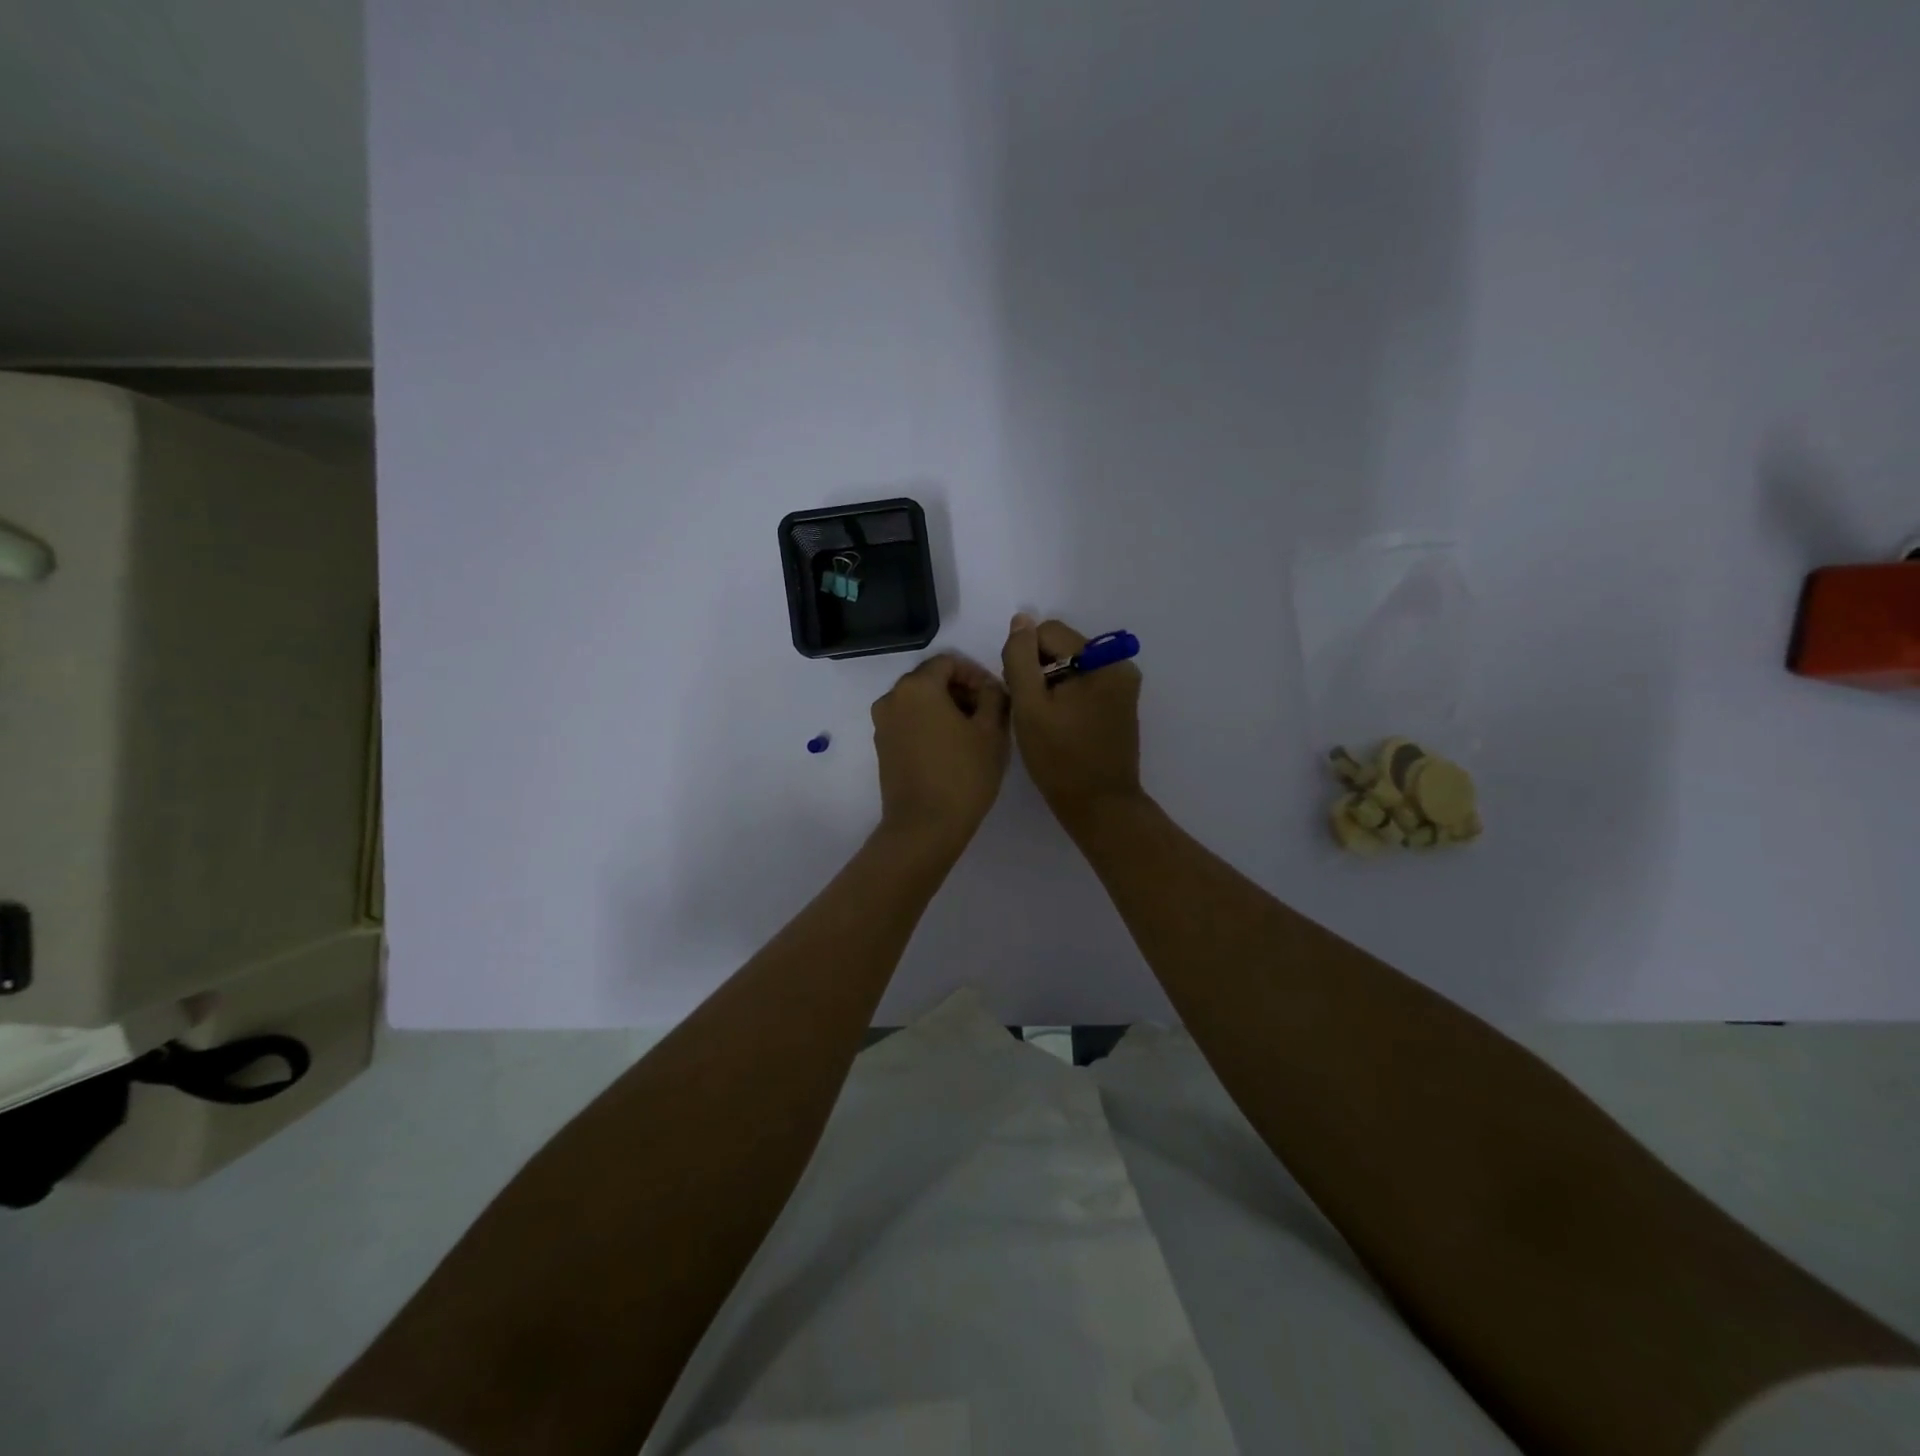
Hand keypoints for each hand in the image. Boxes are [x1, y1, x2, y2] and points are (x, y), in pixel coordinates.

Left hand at [871, 654, 1010, 851]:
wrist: (924, 827)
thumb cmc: (963, 775)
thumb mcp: (991, 731)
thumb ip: (994, 696)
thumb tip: (989, 687)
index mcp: (917, 687)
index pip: (949, 661)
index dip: (977, 673)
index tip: (996, 696)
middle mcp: (892, 698)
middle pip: (931, 679)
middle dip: (962, 691)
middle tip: (989, 714)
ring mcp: (883, 724)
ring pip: (920, 702)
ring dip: (947, 708)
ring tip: (974, 733)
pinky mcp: (882, 747)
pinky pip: (909, 722)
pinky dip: (930, 724)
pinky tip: (953, 748)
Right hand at [1001, 614, 1143, 827]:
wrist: (1099, 806)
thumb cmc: (1059, 758)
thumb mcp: (1029, 705)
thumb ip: (1020, 657)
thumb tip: (1021, 620)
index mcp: (1102, 661)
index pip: (1046, 632)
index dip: (1024, 659)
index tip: (1021, 695)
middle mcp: (1119, 665)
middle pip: (1061, 646)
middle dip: (1038, 671)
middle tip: (1030, 711)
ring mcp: (1123, 686)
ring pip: (1070, 666)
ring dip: (1050, 685)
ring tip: (1044, 721)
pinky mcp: (1120, 704)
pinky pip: (1083, 684)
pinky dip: (1066, 697)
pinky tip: (1059, 725)